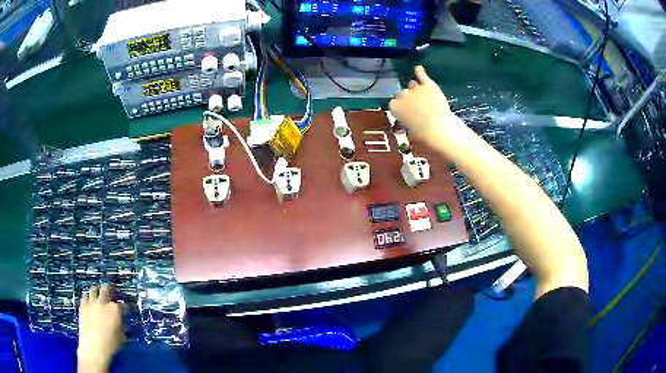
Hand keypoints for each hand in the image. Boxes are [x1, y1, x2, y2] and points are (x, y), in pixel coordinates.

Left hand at [78, 284, 124, 372]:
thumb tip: (122, 322)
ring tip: (100, 295)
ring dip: (98, 291)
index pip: (122, 304)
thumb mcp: (122, 336)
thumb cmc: (110, 345)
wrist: (94, 347)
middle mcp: (102, 302)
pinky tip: (91, 302)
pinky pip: (85, 296)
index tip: (126, 311)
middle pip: (106, 288)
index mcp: (114, 309)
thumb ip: (122, 325)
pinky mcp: (83, 306)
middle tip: (113, 293)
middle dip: (110, 290)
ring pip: (94, 289)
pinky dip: (89, 298)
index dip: (125, 307)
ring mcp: (91, 303)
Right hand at [389, 66, 464, 148]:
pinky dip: (420, 72)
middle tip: (416, 107)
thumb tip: (409, 120)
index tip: (405, 112)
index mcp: (394, 108)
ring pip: (412, 85)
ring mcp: (416, 89)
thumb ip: (407, 121)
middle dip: (408, 99)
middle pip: (402, 93)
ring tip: (421, 95)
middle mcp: (402, 95)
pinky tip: (418, 68)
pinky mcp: (428, 85)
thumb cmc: (423, 135)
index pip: (393, 104)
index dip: (400, 108)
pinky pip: (422, 75)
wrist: (439, 128)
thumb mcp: (409, 131)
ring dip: (415, 89)